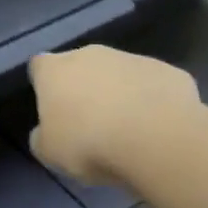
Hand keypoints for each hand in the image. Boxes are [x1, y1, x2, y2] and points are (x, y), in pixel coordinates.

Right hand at [28, 45, 200, 185]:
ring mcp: (132, 58)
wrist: (158, 140)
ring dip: (119, 94)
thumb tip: (45, 132)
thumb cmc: (89, 143)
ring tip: (128, 130)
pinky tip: (156, 128)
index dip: (44, 85)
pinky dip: (152, 101)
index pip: (39, 66)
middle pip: (80, 66)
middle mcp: (90, 54)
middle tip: (89, 123)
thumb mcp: (50, 153)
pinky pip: (152, 85)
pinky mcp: (168, 71)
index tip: (51, 109)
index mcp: (55, 70)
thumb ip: (42, 137)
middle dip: (83, 88)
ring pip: (119, 74)